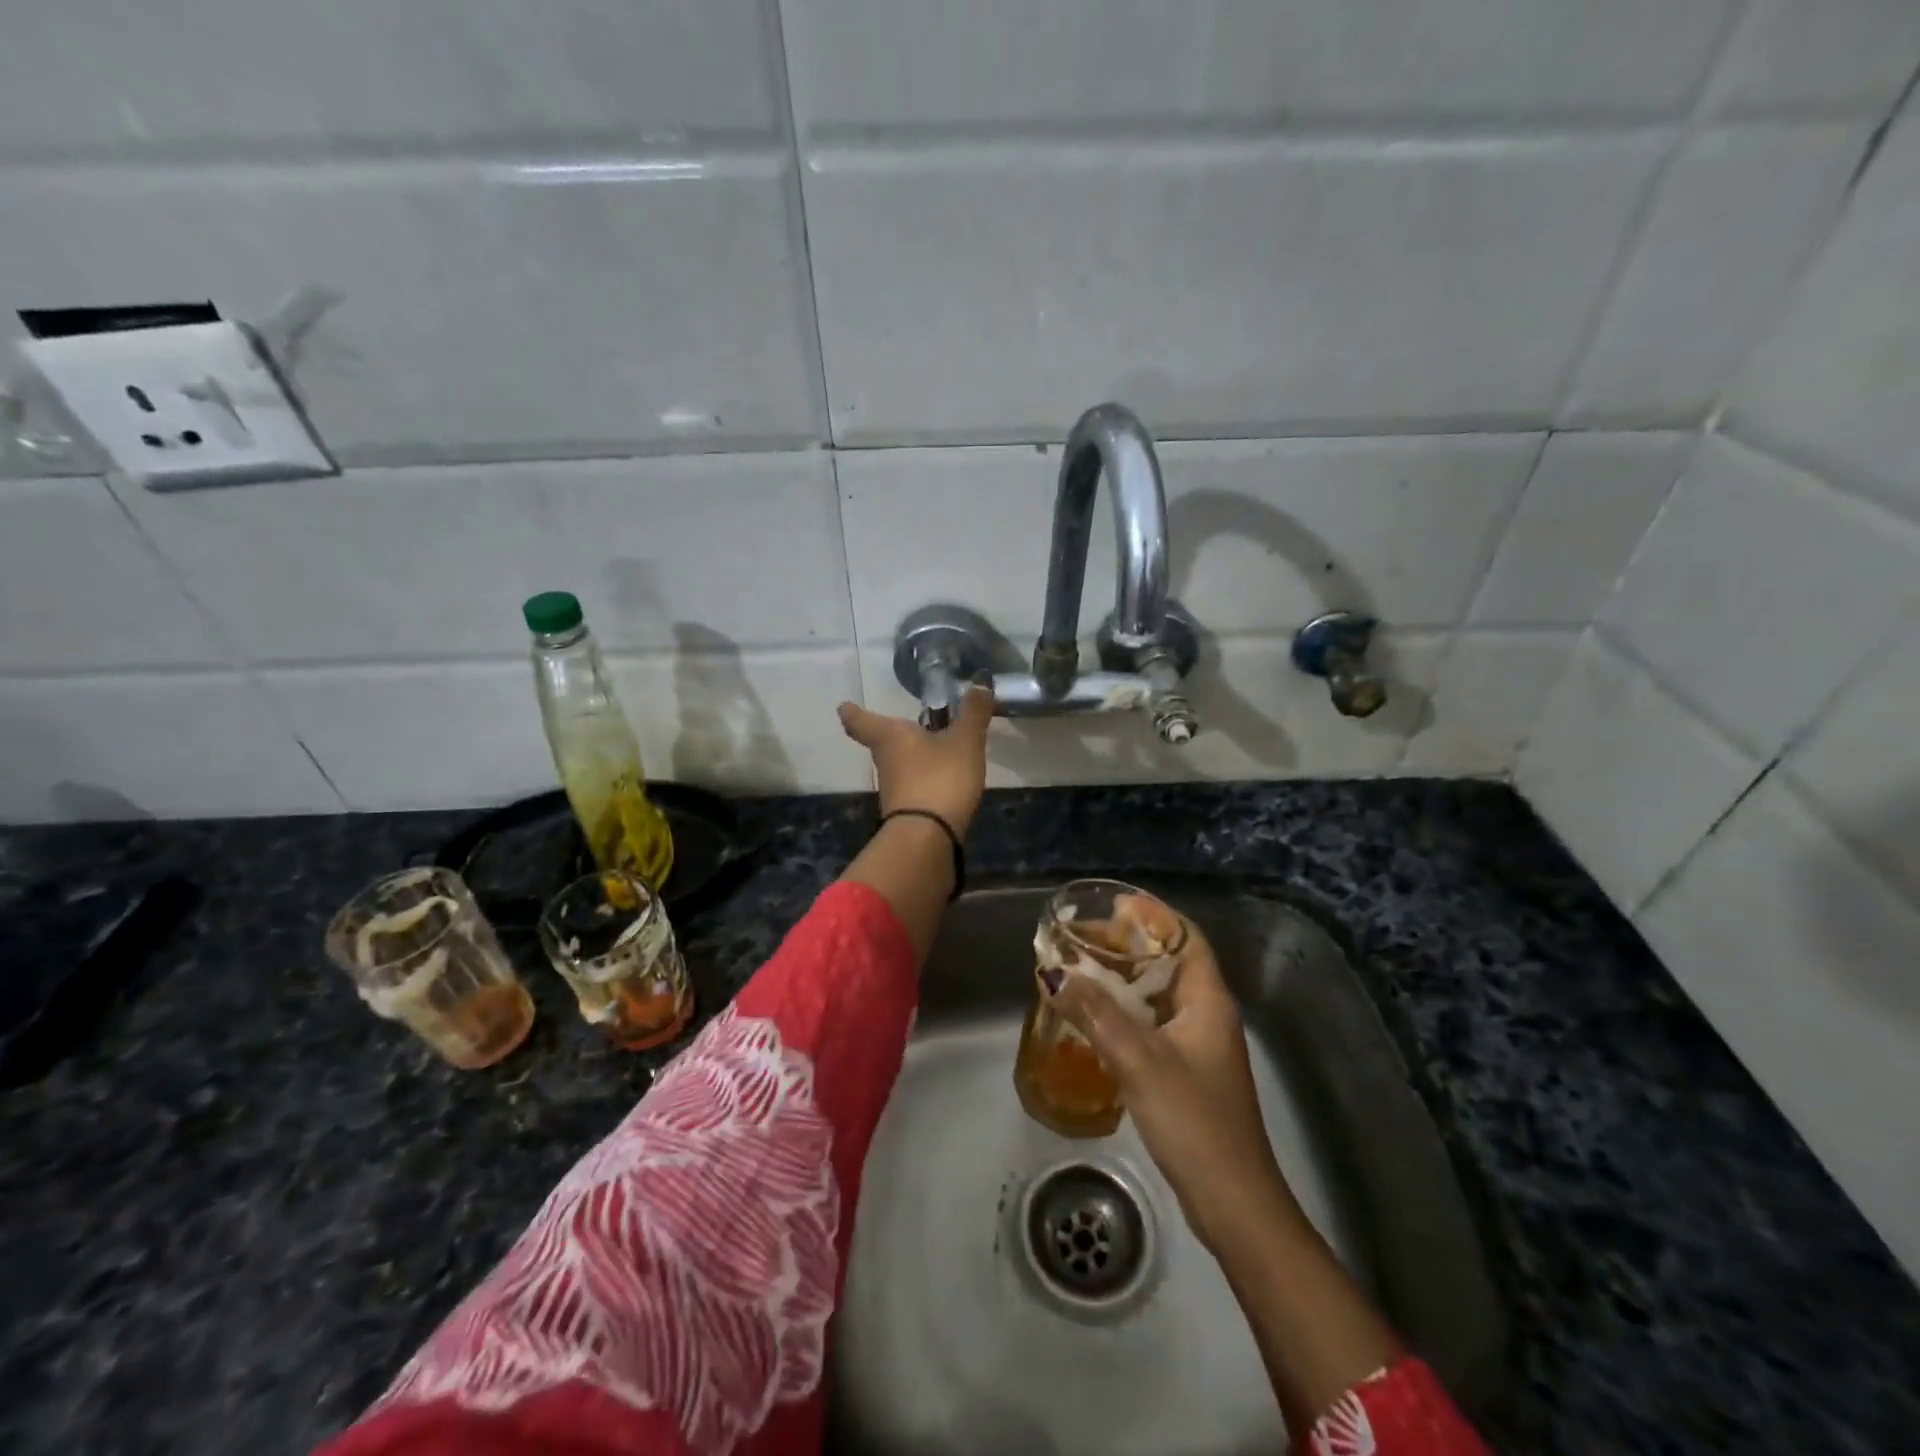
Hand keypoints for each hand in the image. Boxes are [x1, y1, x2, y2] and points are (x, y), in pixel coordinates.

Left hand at [836, 685, 992, 836]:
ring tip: (935, 748)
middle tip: (909, 724)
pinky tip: (943, 778)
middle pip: (882, 743)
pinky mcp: (906, 811)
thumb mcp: (965, 741)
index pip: (860, 721)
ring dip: (912, 757)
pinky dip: (924, 779)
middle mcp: (885, 761)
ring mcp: (893, 789)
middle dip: (893, 734)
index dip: (853, 712)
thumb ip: (973, 713)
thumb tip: (978, 682)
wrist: (928, 837)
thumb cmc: (940, 777)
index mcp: (890, 737)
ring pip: (898, 765)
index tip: (844, 706)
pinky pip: (913, 786)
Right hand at [1046, 898, 1294, 1247]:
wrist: (1233, 1202)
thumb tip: (1053, 972)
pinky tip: (1096, 1020)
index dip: (1154, 915)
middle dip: (1130, 946)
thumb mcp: (1139, 1061)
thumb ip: (1096, 1014)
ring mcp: (1200, 1046)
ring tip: (1083, 970)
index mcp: (1208, 1000)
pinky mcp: (1188, 1073)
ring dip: (1125, 980)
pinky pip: (1154, 1025)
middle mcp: (1208, 1015)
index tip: (1113, 904)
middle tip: (1084, 938)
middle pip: (1170, 962)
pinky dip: (1126, 1013)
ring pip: (1160, 996)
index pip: (1186, 937)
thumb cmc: (1193, 1120)